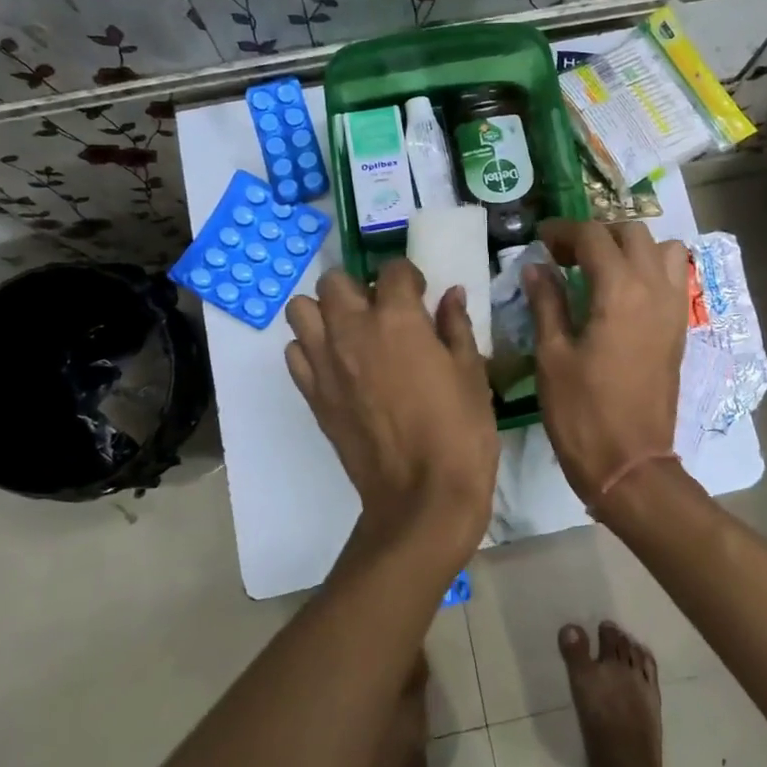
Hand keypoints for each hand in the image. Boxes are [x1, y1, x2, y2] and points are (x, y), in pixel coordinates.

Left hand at [285, 261, 498, 569]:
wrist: (421, 497)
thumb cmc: (459, 432)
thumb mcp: (471, 373)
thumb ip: (457, 326)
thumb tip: (451, 296)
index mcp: (397, 319)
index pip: (393, 269)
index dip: (409, 276)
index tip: (421, 294)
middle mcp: (352, 330)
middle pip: (334, 281)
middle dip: (358, 287)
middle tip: (382, 311)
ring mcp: (325, 363)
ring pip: (301, 310)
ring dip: (325, 312)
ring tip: (352, 332)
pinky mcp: (313, 395)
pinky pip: (295, 353)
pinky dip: (311, 349)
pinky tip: (338, 365)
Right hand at [526, 220, 688, 507]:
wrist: (630, 463)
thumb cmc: (582, 412)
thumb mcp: (552, 356)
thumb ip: (546, 303)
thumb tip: (536, 268)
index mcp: (620, 291)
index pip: (594, 237)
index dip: (563, 231)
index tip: (540, 240)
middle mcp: (655, 290)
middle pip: (633, 233)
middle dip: (597, 234)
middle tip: (565, 255)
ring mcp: (674, 309)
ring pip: (663, 250)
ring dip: (631, 247)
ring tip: (600, 268)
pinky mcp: (679, 329)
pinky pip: (674, 278)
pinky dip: (651, 268)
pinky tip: (622, 292)